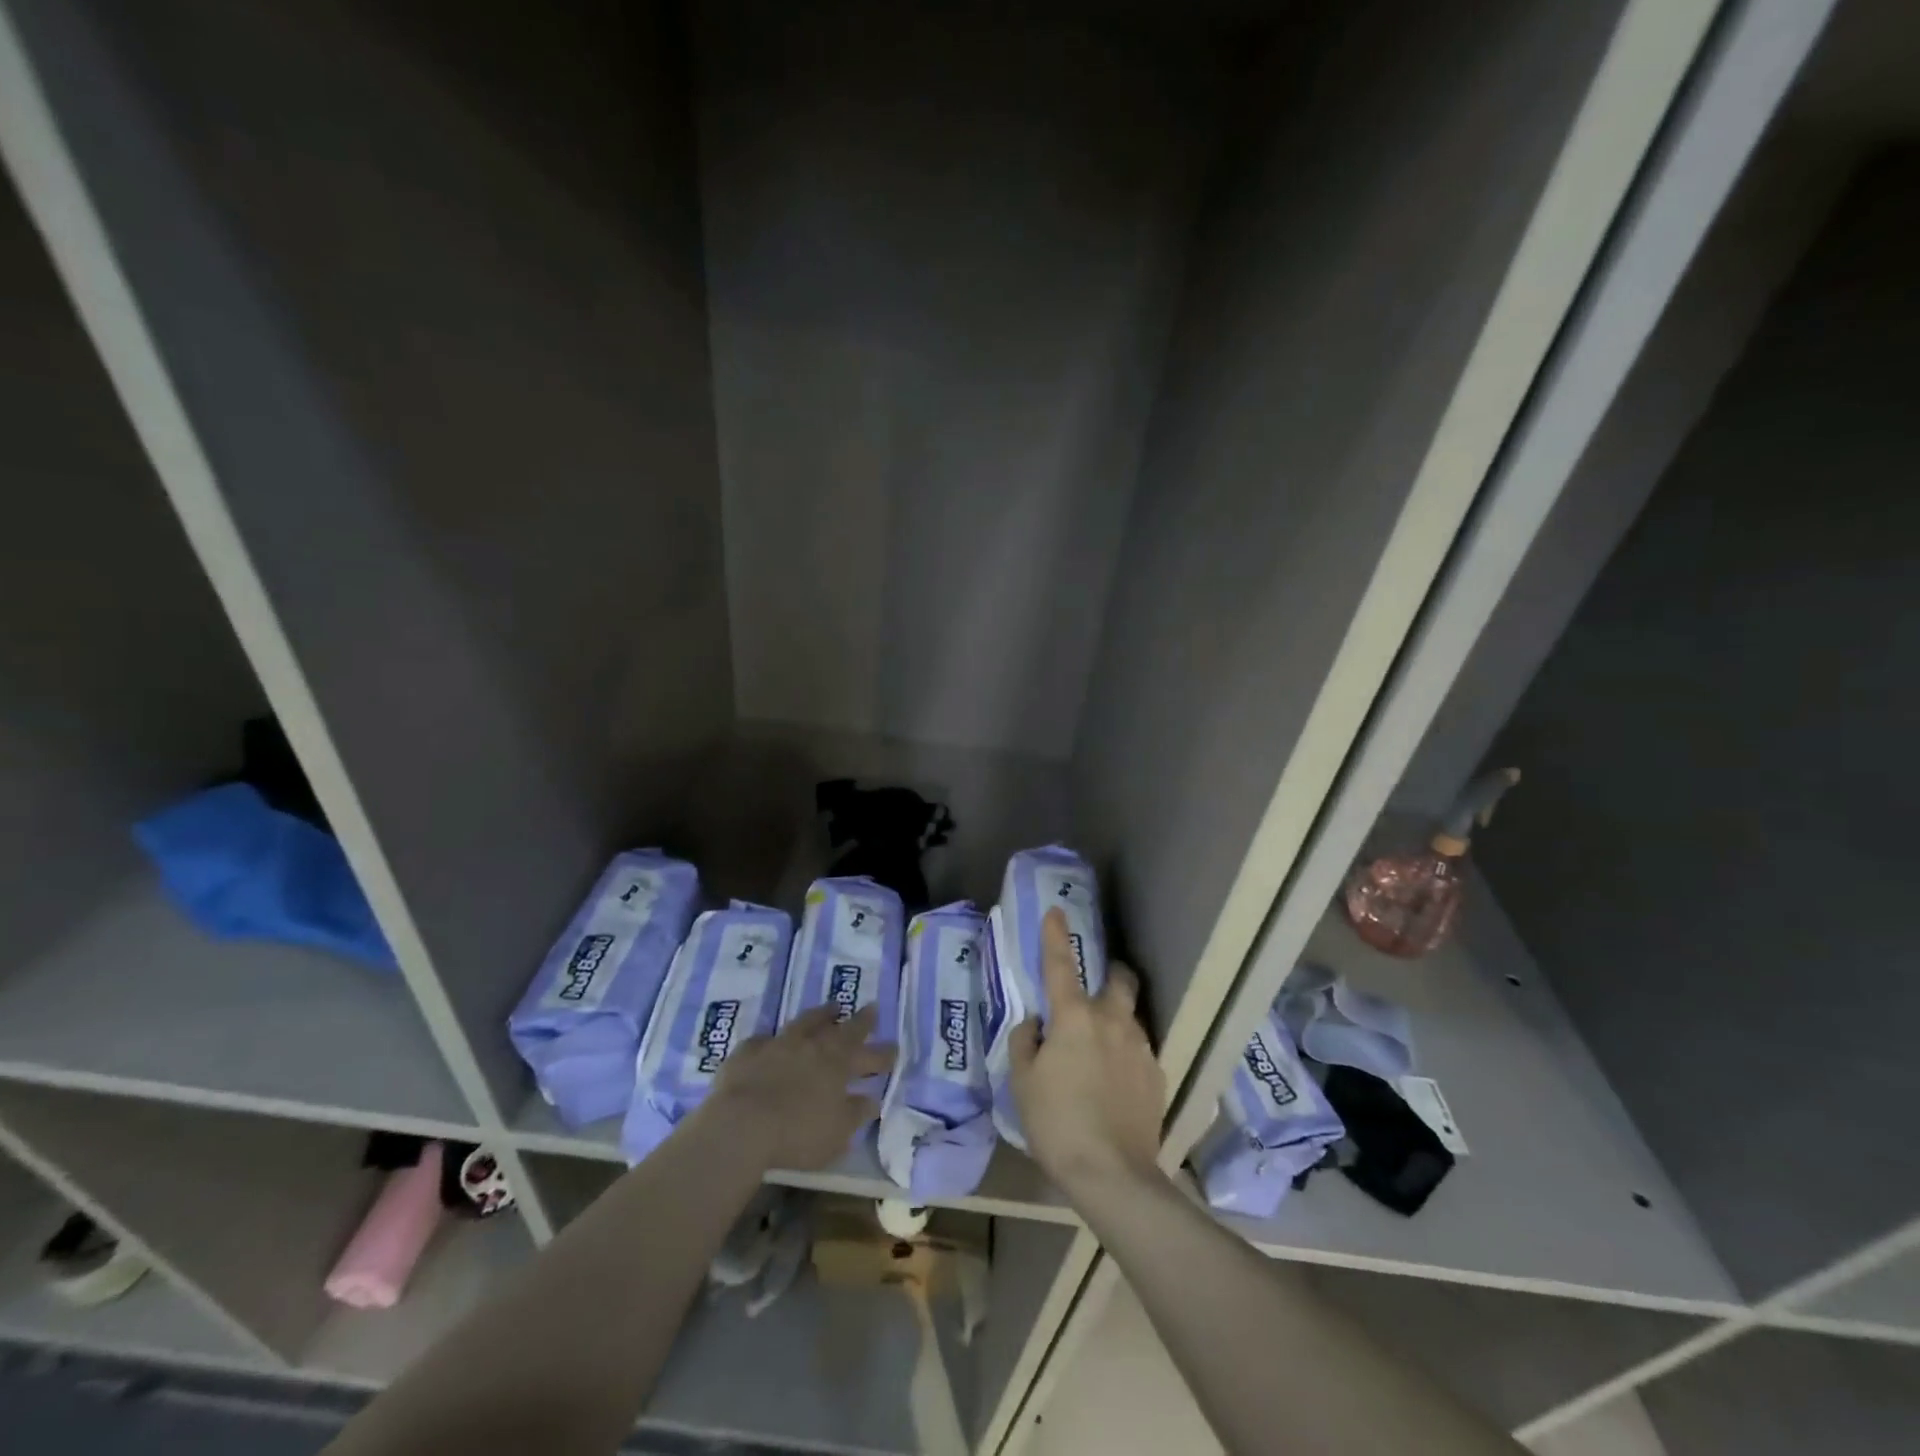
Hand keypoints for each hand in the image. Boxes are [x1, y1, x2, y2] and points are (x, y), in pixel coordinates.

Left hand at [702, 1004, 894, 1170]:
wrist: (740, 1125)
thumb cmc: (796, 1134)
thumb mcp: (836, 1132)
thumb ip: (855, 1114)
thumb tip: (871, 1099)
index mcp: (837, 1064)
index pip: (867, 1052)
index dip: (882, 1050)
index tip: (894, 1046)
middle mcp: (811, 1045)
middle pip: (840, 1028)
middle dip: (859, 1020)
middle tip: (871, 1008)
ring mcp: (778, 1044)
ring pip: (805, 1022)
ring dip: (820, 1015)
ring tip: (830, 1008)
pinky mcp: (747, 1052)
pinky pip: (763, 1040)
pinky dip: (772, 1040)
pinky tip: (770, 1041)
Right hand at [1011, 909, 1164, 1198]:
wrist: (1111, 1173)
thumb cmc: (1056, 1122)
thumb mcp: (1022, 1082)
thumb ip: (1025, 1042)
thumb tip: (1036, 1024)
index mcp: (1074, 1017)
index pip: (1060, 964)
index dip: (1055, 935)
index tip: (1056, 911)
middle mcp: (1112, 1021)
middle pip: (1120, 979)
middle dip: (1111, 972)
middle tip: (1097, 985)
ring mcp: (1140, 1047)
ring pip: (1131, 1016)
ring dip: (1116, 1019)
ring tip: (1101, 1049)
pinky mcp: (1157, 1075)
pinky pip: (1139, 1050)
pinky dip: (1126, 1053)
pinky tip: (1115, 1082)